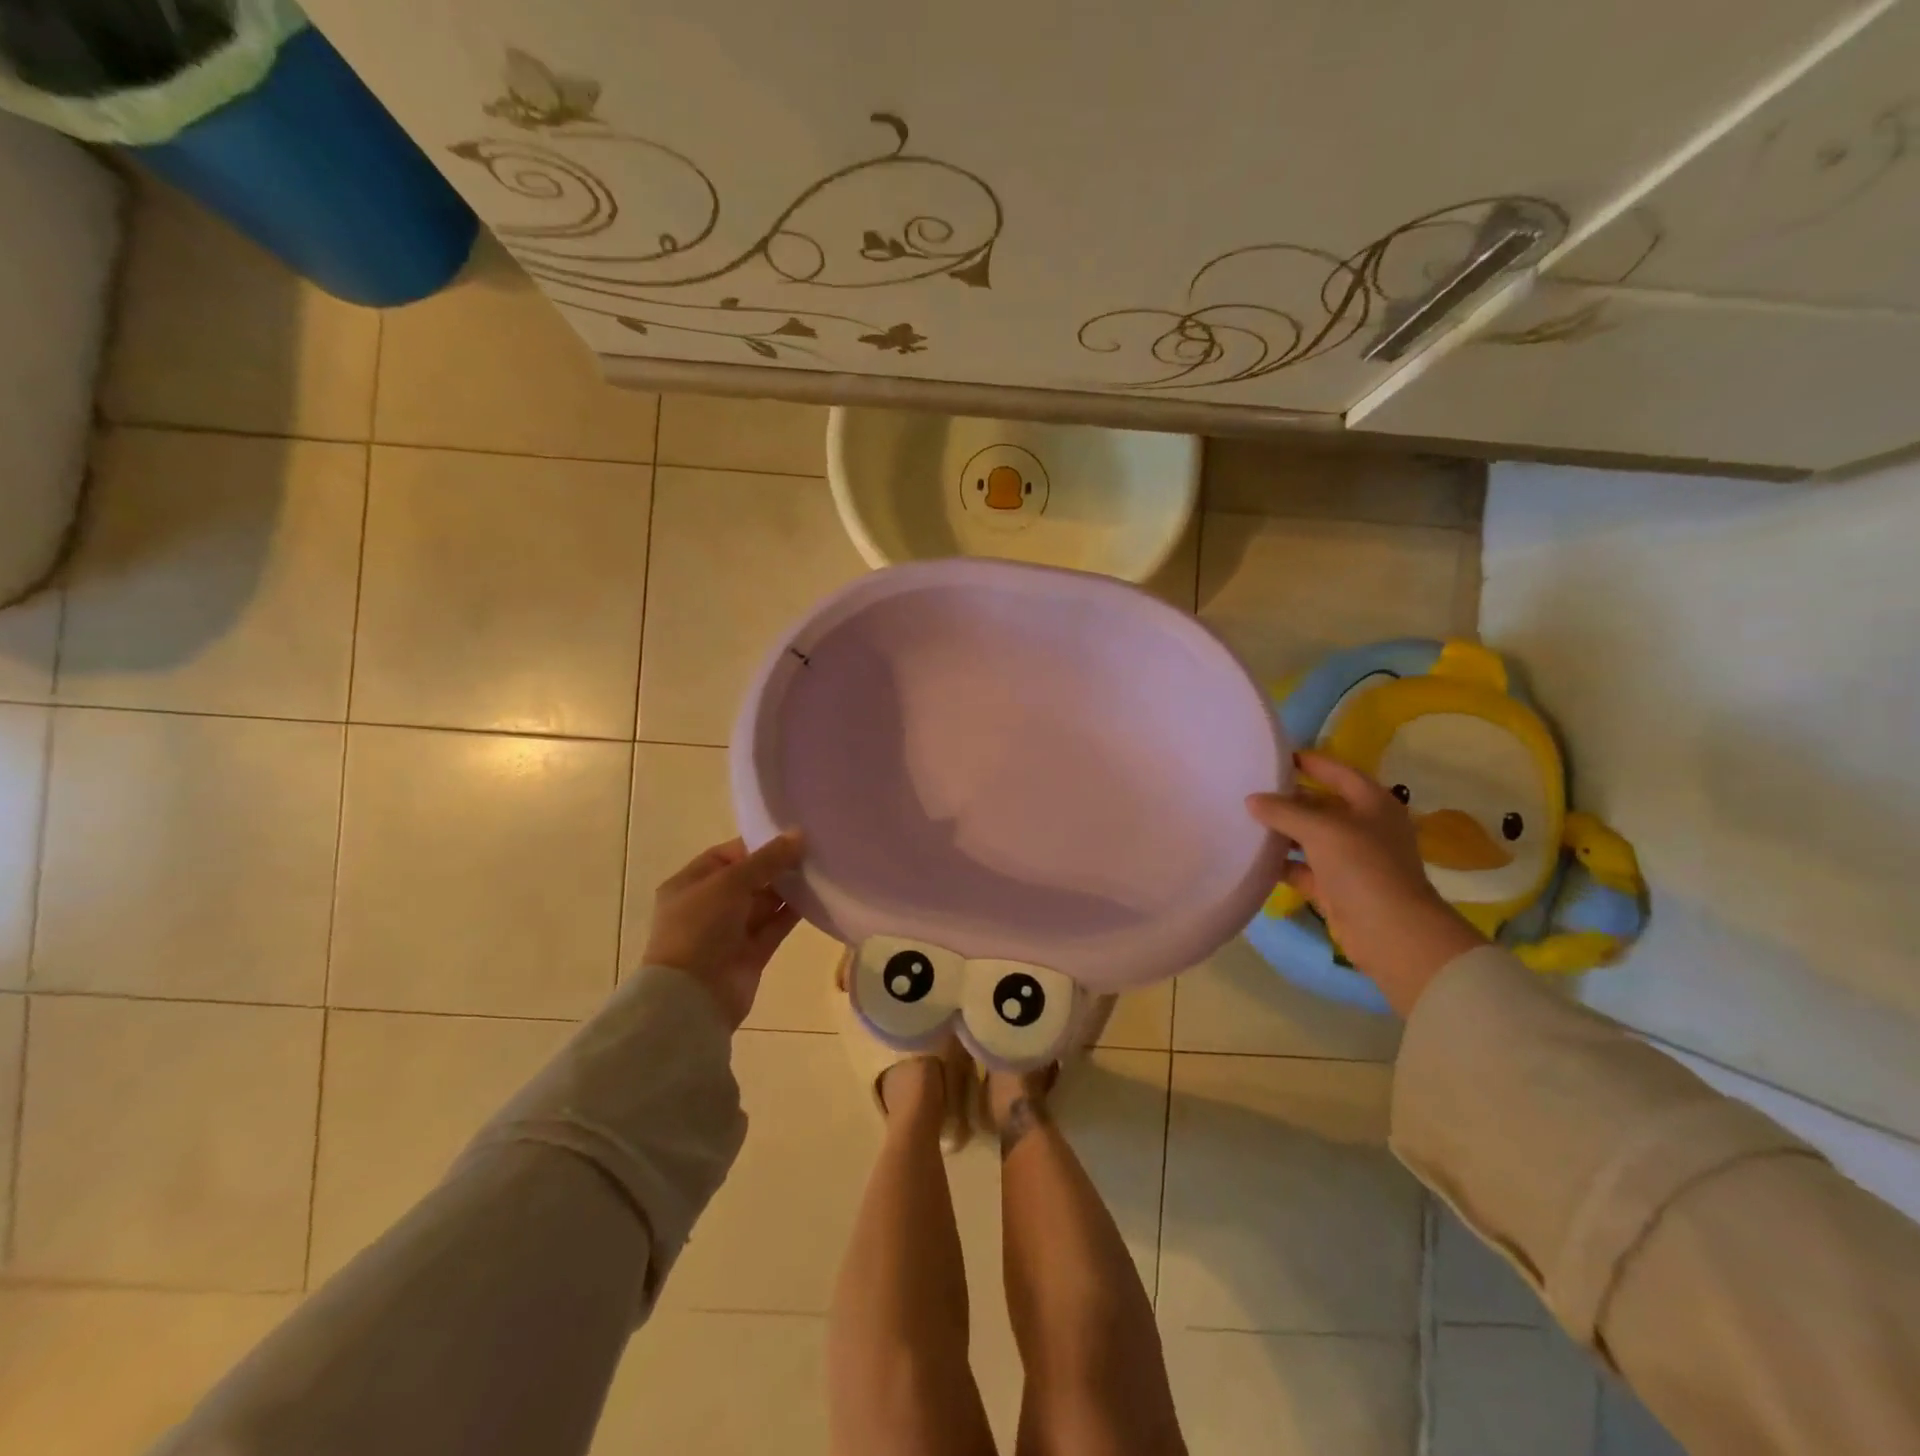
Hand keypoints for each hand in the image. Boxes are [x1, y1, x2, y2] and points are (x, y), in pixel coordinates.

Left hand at [643, 834, 804, 1028]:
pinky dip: (793, 913)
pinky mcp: (751, 953)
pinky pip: (775, 926)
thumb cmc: (700, 928)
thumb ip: (767, 859)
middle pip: (750, 878)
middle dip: (778, 866)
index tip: (791, 838)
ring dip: (789, 889)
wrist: (692, 997)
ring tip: (820, 871)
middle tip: (813, 852)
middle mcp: (709, 905)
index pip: (727, 856)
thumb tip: (799, 835)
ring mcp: (730, 931)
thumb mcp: (730, 883)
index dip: (757, 846)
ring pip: (765, 902)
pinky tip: (817, 897)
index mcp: (691, 884)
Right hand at [1246, 751, 1485, 1016]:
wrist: (1390, 932)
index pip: (1337, 771)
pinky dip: (1281, 863)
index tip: (1274, 756)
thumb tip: (1252, 800)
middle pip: (1320, 804)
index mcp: (1372, 803)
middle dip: (1287, 798)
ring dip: (1281, 831)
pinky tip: (1252, 857)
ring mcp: (1350, 859)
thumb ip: (1283, 811)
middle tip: (1249, 789)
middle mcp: (1363, 827)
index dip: (1309, 762)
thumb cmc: (1362, 866)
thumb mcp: (1321, 829)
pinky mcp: (1336, 887)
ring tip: (1244, 820)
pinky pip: (1302, 868)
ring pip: (1309, 837)